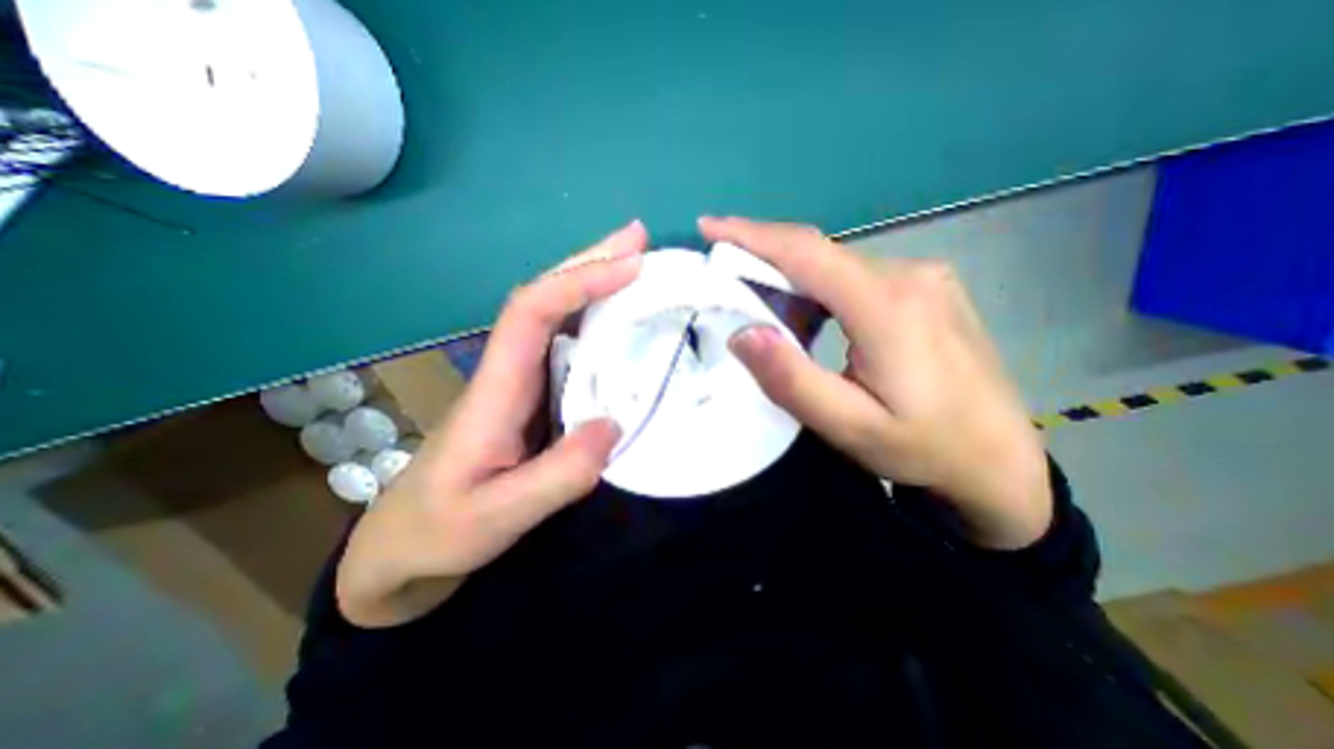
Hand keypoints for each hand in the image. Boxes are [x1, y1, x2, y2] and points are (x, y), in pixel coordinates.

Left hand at [334, 220, 646, 624]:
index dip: (579, 282)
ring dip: (593, 283)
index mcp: (496, 390)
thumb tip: (614, 424)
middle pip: (543, 298)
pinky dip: (594, 320)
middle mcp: (507, 371)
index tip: (630, 267)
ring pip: (555, 316)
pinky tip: (619, 317)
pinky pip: (566, 345)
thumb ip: (558, 476)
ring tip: (636, 264)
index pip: (532, 313)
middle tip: (638, 239)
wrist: (406, 545)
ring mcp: (520, 382)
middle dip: (589, 263)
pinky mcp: (533, 396)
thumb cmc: (442, 530)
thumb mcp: (498, 516)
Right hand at [699, 217, 1052, 549]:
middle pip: (818, 255)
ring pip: (834, 266)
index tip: (709, 226)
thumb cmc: (924, 448)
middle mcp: (909, 275)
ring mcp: (924, 277)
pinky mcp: (926, 288)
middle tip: (728, 290)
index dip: (752, 235)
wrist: (1000, 461)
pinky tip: (812, 326)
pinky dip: (819, 293)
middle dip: (764, 265)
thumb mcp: (848, 426)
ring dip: (793, 286)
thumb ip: (792, 380)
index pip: (806, 253)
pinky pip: (855, 277)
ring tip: (772, 325)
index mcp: (888, 307)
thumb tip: (742, 332)